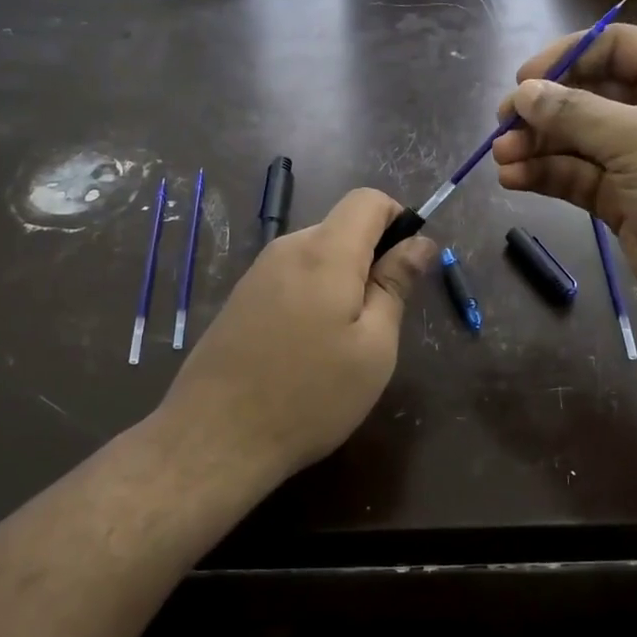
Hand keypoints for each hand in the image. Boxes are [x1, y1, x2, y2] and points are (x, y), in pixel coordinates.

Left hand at [158, 189, 434, 485]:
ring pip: (318, 255)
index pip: (368, 199)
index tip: (408, 269)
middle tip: (380, 321)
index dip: (398, 220)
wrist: (216, 437)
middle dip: (372, 259)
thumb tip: (420, 241)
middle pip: (342, 227)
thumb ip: (396, 285)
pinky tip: (308, 349)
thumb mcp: (373, 346)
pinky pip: (292, 277)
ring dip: (343, 282)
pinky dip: (314, 296)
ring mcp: (258, 272)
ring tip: (344, 342)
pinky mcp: (241, 298)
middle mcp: (287, 248)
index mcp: (325, 252)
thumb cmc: (311, 396)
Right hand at [492, 23, 636, 340]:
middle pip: (589, 95)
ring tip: (501, 158)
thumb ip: (576, 114)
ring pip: (578, 142)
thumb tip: (523, 92)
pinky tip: (513, 180)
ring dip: (538, 147)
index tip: (522, 81)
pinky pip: (579, 179)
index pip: (614, 47)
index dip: (566, 57)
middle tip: (501, 126)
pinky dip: (547, 177)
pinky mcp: (625, 202)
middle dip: (544, 109)